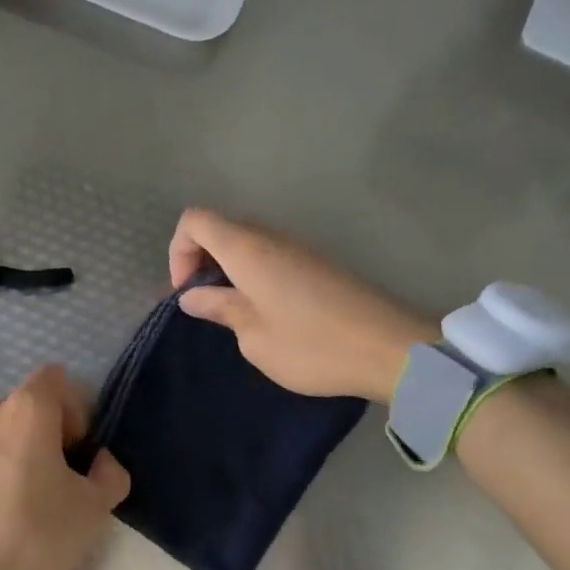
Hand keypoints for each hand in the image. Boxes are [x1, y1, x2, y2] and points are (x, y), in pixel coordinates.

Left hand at [0, 365, 130, 569]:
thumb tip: (98, 462)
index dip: (72, 408)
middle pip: (23, 406)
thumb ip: (109, 472)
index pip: (54, 378)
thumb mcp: (95, 508)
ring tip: (15, 499)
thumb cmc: (39, 540)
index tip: (74, 450)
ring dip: (9, 451)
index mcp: (25, 411)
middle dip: (42, 432)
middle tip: (50, 479)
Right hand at [169, 208, 434, 402]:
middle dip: (200, 260)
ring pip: (248, 241)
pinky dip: (254, 273)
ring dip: (228, 268)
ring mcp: (299, 247)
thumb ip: (220, 309)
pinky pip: (272, 255)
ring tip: (233, 310)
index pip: (195, 221)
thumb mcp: (254, 337)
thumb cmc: (312, 346)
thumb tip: (194, 296)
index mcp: (248, 250)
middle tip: (204, 303)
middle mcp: (272, 238)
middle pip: (220, 227)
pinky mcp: (319, 263)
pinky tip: (266, 311)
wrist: (391, 349)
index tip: (187, 292)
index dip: (178, 252)